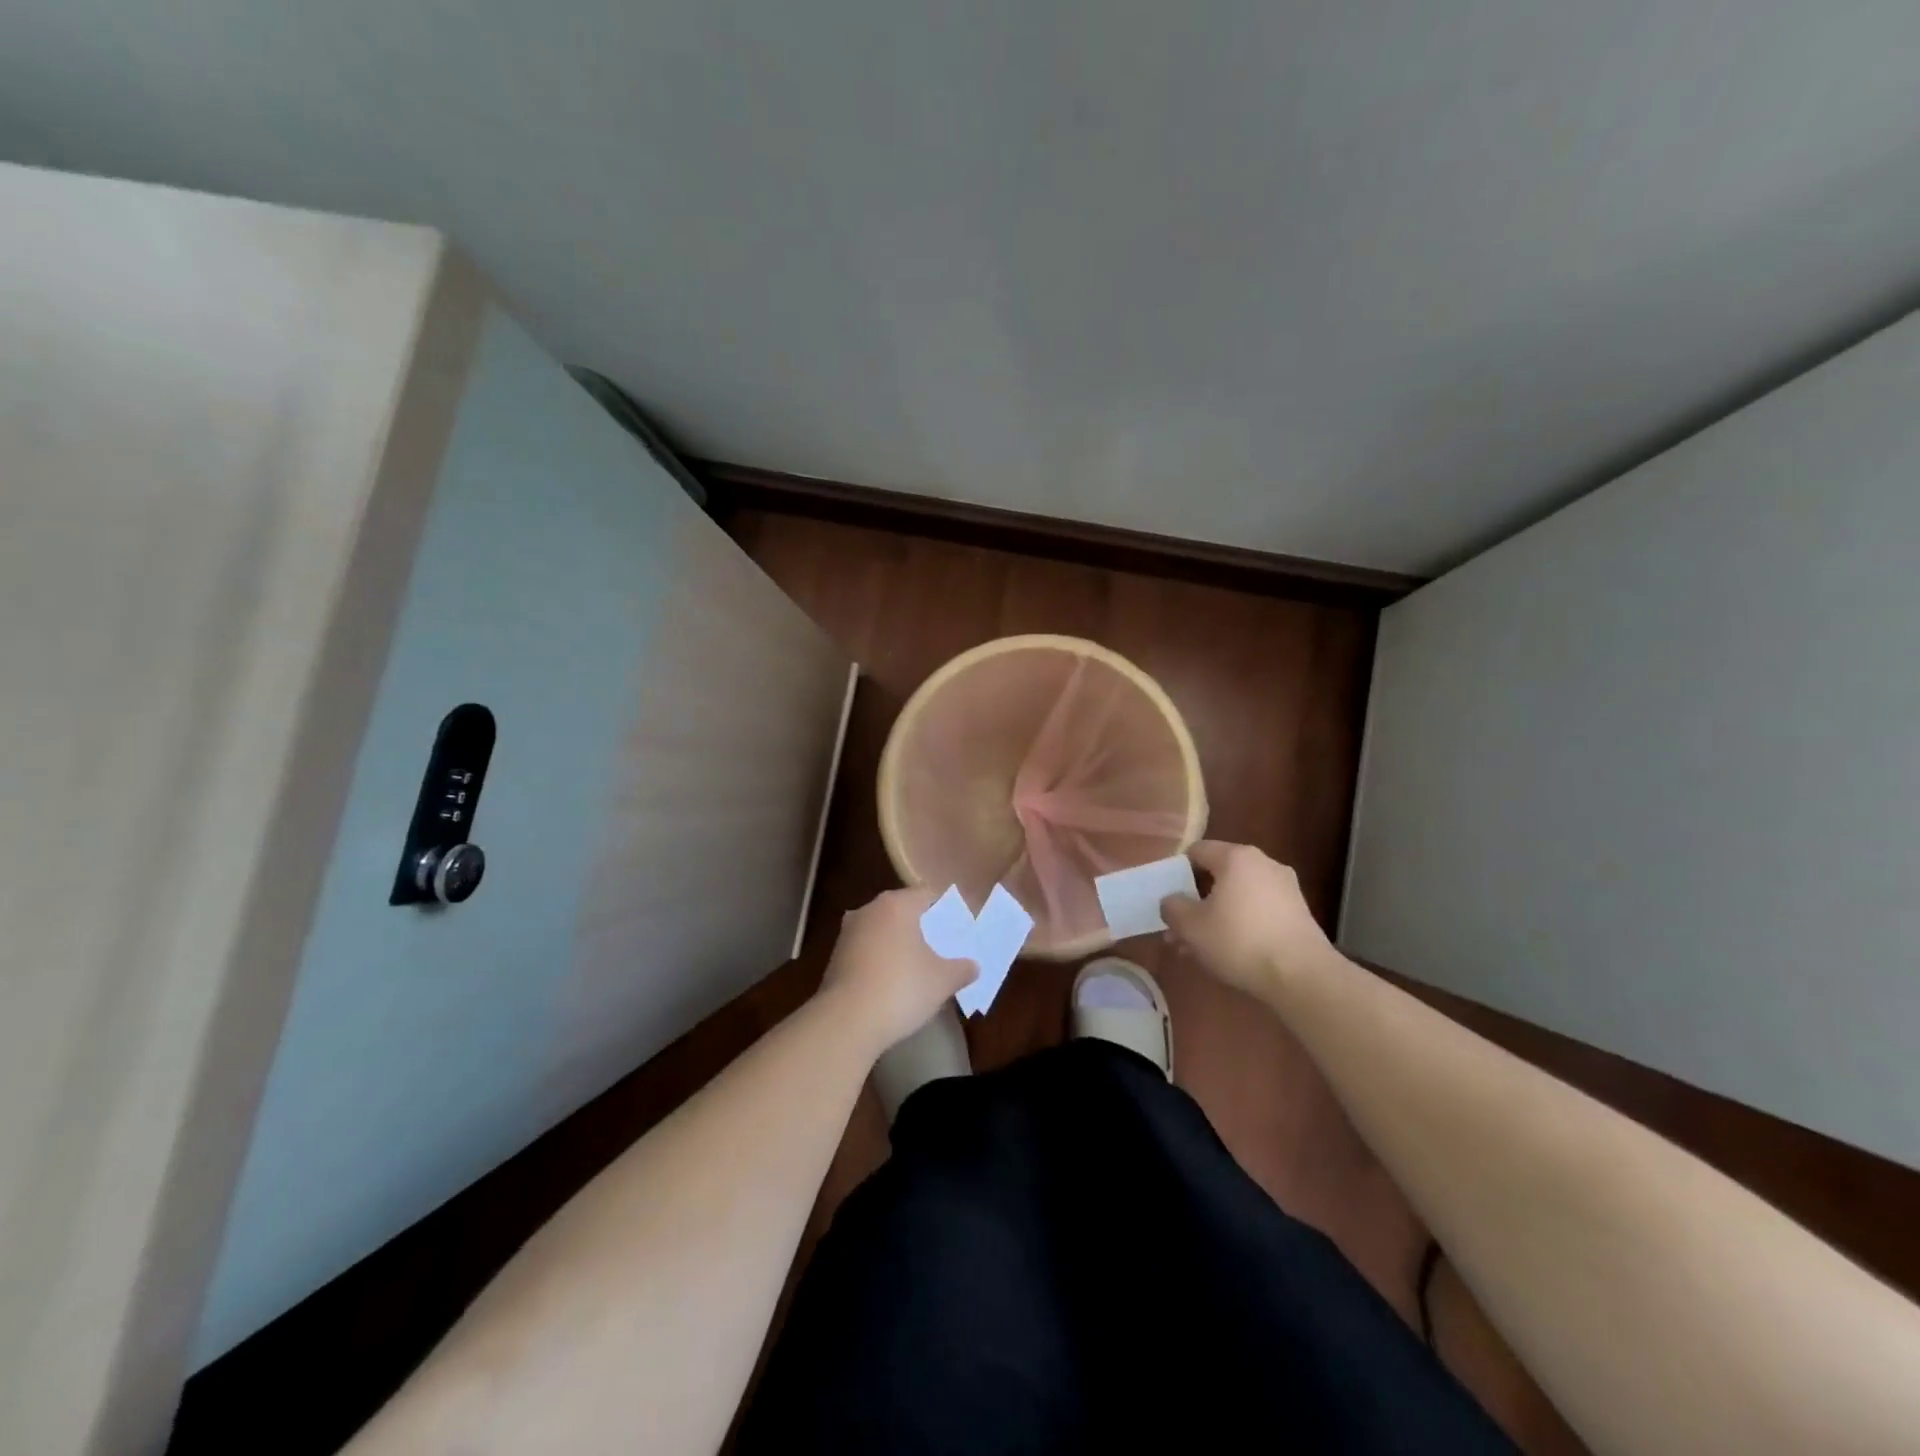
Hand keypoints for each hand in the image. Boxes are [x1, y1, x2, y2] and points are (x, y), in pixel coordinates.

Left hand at [819, 888, 978, 1056]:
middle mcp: (868, 910)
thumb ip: (962, 969)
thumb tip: (974, 965)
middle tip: (942, 945)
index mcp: (896, 905)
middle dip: (921, 926)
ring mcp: (847, 934)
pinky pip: (866, 952)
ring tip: (918, 965)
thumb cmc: (901, 988)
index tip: (958, 926)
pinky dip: (880, 961)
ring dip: (897, 944)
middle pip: (901, 911)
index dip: (945, 909)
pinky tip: (892, 982)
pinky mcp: (834, 959)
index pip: (926, 894)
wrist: (846, 1021)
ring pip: (881, 931)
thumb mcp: (943, 981)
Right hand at [1160, 841, 1335, 997]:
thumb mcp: (1190, 926)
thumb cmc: (1239, 940)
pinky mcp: (1299, 913)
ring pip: (1238, 896)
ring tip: (1199, 948)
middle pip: (1218, 875)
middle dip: (1196, 901)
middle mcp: (1264, 864)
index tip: (1167, 896)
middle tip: (1179, 927)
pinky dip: (1241, 924)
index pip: (1197, 851)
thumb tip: (1172, 901)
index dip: (1177, 870)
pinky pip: (1259, 911)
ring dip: (1216, 916)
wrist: (1302, 976)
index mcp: (1236, 857)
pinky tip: (1229, 952)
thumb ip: (1172, 907)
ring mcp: (1285, 888)